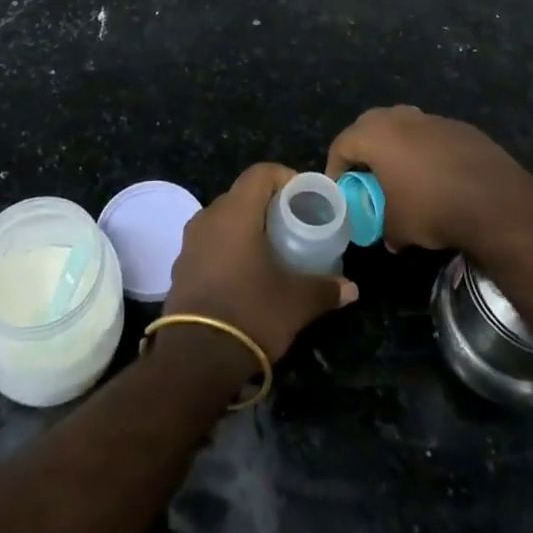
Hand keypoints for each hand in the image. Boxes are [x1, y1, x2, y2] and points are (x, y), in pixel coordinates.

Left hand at [163, 163, 357, 363]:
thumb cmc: (250, 314)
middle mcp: (209, 217)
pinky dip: (229, 245)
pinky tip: (245, 272)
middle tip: (293, 223)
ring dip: (247, 225)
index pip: (260, 173)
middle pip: (242, 193)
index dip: (285, 177)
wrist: (195, 359)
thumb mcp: (296, 302)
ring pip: (224, 218)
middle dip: (268, 203)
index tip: (304, 197)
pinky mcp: (181, 265)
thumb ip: (325, 289)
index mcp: (235, 212)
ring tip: (271, 248)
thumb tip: (351, 288)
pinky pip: (210, 241)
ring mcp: (190, 241)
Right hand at [325, 105, 532, 253]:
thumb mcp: (397, 227)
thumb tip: (388, 235)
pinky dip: (427, 153)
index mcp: (375, 134)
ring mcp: (432, 118)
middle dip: (365, 152)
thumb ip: (383, 226)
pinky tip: (438, 178)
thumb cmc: (432, 208)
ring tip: (404, 177)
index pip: (341, 144)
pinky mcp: (460, 127)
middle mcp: (400, 117)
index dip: (336, 168)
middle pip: (369, 128)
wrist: (495, 201)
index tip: (341, 190)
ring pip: (403, 128)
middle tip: (367, 179)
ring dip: (398, 149)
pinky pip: (431, 137)